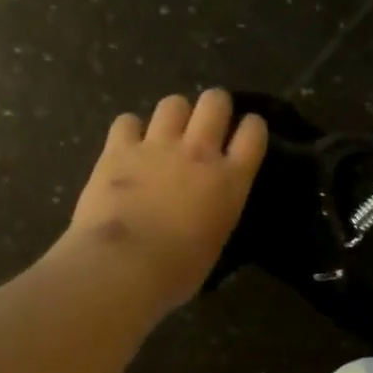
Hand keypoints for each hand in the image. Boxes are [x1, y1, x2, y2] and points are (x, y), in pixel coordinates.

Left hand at [60, 89, 268, 311]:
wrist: (123, 266)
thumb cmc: (177, 271)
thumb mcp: (215, 241)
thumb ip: (216, 212)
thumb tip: (205, 211)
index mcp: (230, 180)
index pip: (253, 133)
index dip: (251, 127)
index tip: (245, 132)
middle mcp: (199, 152)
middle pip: (215, 101)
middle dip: (214, 106)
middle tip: (206, 123)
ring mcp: (157, 146)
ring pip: (174, 103)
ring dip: (174, 114)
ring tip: (166, 133)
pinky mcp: (118, 149)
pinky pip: (127, 121)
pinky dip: (129, 130)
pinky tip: (127, 145)